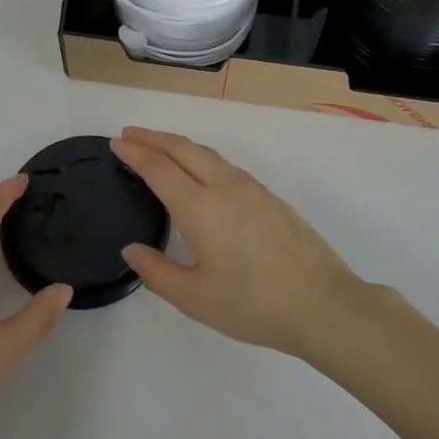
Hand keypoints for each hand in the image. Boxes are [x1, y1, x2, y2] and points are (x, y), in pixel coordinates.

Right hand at [111, 128, 362, 358]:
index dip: (135, 152)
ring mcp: (250, 187)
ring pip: (206, 153)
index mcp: (200, 207)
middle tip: (130, 134)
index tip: (116, 142)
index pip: (159, 167)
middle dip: (153, 137)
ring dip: (178, 145)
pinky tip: (199, 172)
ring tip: (159, 148)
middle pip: (182, 148)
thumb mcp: (195, 298)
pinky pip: (225, 164)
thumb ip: (157, 272)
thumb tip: (132, 249)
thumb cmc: (253, 305)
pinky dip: (200, 157)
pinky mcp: (269, 196)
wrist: (321, 303)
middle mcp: (223, 186)